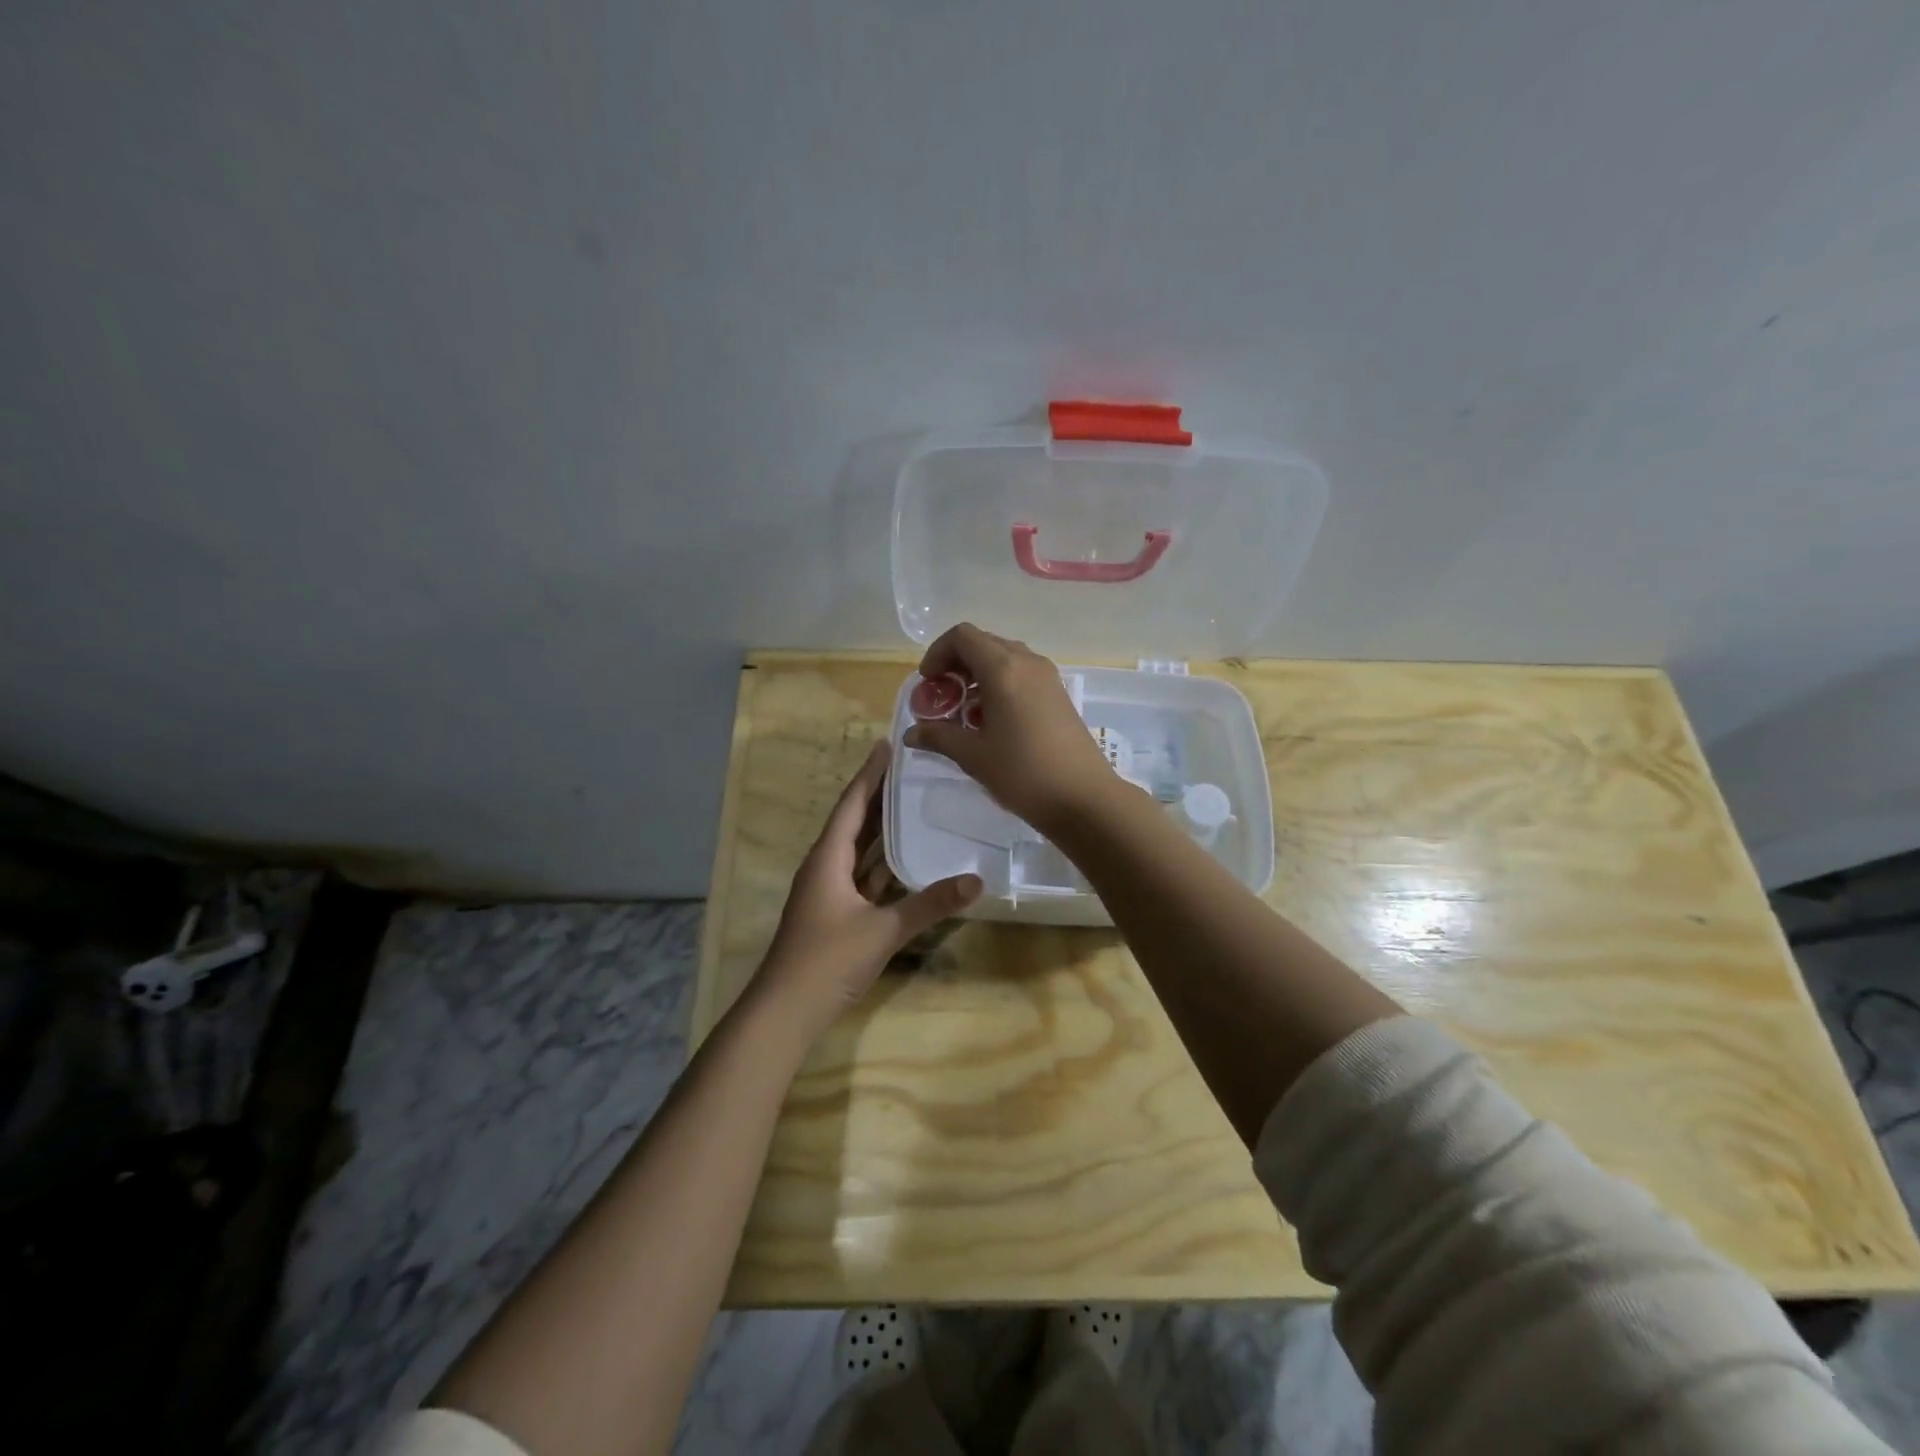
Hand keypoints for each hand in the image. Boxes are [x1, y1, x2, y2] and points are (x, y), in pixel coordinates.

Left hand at [754, 741, 981, 1035]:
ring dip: (882, 829)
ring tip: (914, 803)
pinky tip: (907, 859)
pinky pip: (862, 876)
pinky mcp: (835, 913)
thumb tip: (976, 880)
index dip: (869, 775)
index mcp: (827, 858)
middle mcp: (825, 867)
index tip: (887, 746)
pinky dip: (883, 864)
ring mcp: (828, 892)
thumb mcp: (883, 930)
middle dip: (880, 796)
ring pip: (859, 851)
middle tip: (911, 770)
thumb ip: (929, 904)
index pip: (852, 804)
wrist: (785, 1012)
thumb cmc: (827, 960)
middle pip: (855, 822)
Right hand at [903, 623, 1121, 833]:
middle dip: (956, 664)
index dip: (938, 653)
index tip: (929, 683)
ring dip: (978, 675)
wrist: (1084, 797)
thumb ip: (939, 737)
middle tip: (943, 697)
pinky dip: (1000, 684)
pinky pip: (1022, 674)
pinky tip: (993, 721)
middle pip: (983, 643)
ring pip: (1004, 658)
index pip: (962, 636)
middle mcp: (1027, 662)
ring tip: (965, 711)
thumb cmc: (1023, 773)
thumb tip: (910, 735)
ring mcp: (1047, 677)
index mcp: (1003, 669)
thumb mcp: (973, 756)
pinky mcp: (1059, 694)